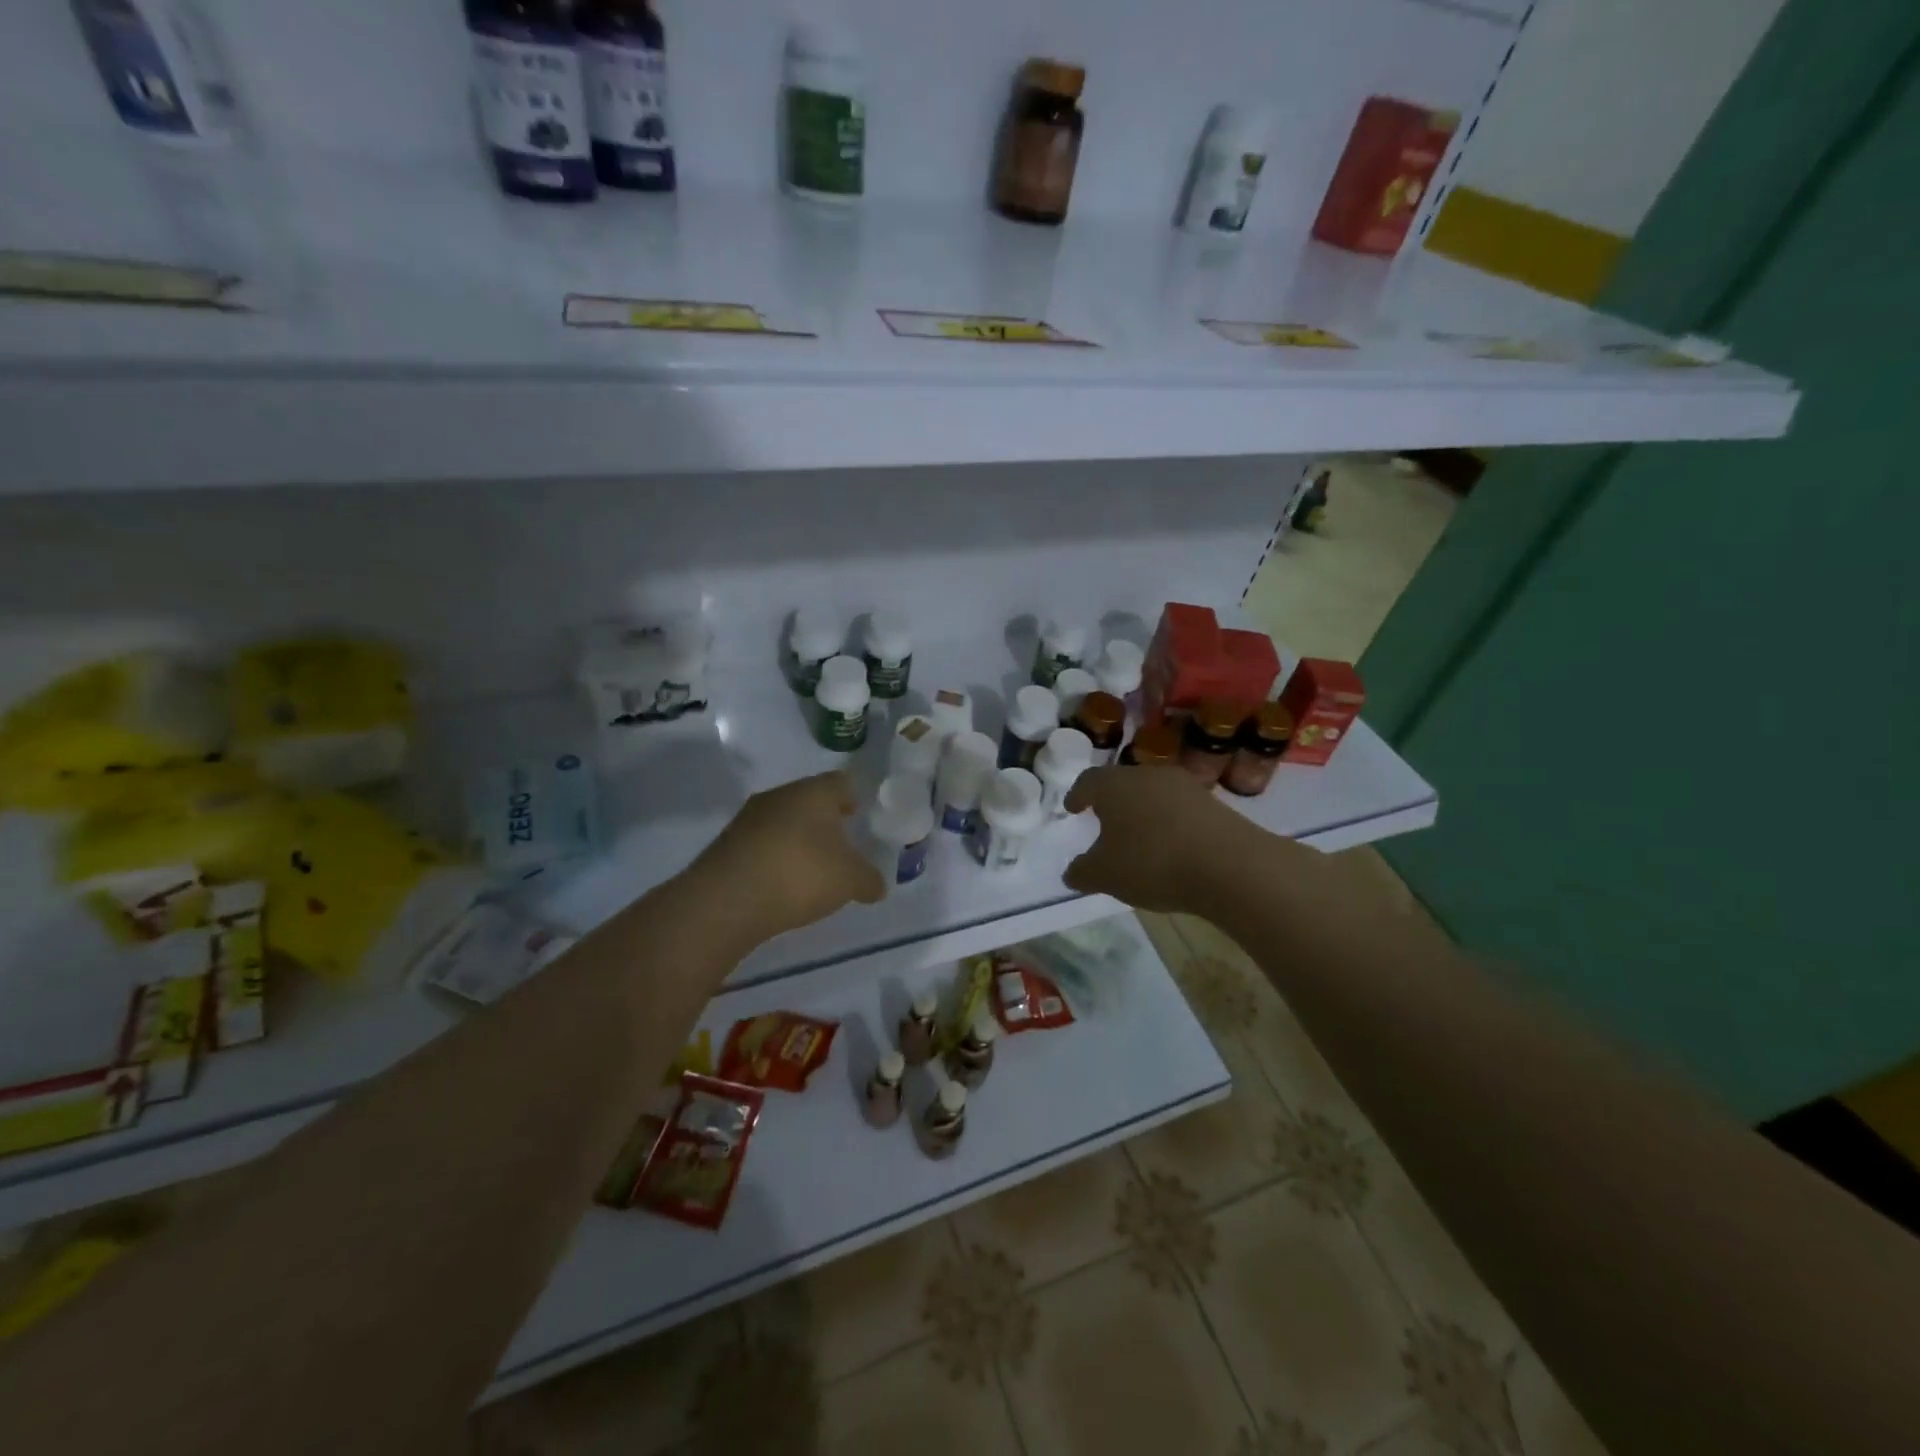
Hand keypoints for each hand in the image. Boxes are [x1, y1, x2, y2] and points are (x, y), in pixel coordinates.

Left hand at [689, 771, 885, 940]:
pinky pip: (761, 843)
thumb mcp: (849, 881)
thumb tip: (877, 885)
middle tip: (840, 841)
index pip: (840, 782)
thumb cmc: (799, 875)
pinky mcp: (727, 844)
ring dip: (796, 838)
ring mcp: (748, 818)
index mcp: (813, 793)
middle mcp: (780, 796)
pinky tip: (781, 881)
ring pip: (782, 820)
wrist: (725, 900)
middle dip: (824, 818)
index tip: (859, 814)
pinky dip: (775, 856)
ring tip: (811, 866)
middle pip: (808, 799)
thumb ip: (869, 879)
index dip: (852, 796)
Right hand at [1063, 765, 1256, 912]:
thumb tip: (1072, 872)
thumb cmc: (1152, 862)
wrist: (1229, 865)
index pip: (1088, 781)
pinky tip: (1170, 847)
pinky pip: (1179, 809)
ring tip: (1138, 837)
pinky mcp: (1213, 803)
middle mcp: (1148, 775)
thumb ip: (1083, 872)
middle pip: (1122, 783)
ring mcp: (1184, 786)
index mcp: (1114, 785)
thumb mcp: (1105, 876)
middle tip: (1103, 821)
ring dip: (1143, 812)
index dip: (1077, 795)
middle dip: (1111, 802)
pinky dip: (1169, 823)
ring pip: (1153, 794)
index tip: (1072, 808)